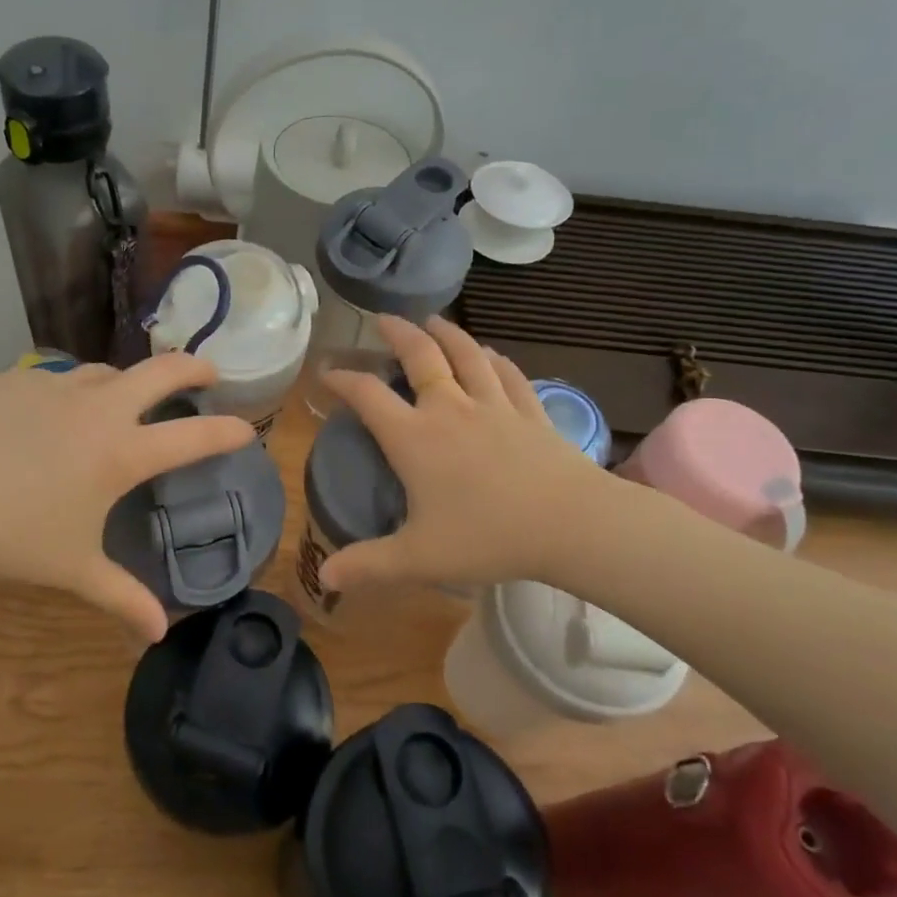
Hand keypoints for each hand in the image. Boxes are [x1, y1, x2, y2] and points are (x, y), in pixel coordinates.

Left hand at [0, 354, 252, 640]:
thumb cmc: (10, 537)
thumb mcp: (73, 570)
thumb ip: (122, 598)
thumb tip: (158, 638)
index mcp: (121, 453)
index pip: (193, 436)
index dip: (228, 431)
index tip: (246, 428)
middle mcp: (99, 409)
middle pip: (162, 371)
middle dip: (194, 367)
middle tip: (209, 372)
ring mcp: (56, 386)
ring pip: (108, 371)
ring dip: (129, 381)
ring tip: (127, 398)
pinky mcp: (18, 378)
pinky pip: (59, 377)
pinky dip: (74, 390)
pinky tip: (56, 413)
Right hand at [319, 316, 621, 594]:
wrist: (571, 524)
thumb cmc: (488, 537)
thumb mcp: (418, 558)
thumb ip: (368, 565)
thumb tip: (325, 578)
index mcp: (414, 438)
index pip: (367, 395)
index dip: (342, 379)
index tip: (326, 372)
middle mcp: (450, 409)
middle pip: (420, 357)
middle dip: (397, 333)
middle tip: (383, 319)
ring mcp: (494, 406)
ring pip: (466, 355)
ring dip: (446, 333)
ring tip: (432, 320)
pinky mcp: (531, 412)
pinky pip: (508, 375)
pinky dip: (494, 360)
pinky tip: (491, 354)